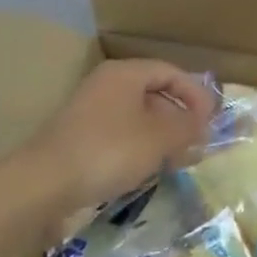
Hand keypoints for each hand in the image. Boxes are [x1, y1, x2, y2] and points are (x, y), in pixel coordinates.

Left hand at [22, 59, 215, 214]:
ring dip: (163, 136)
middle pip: (155, 93)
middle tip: (198, 142)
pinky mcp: (81, 138)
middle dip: (181, 118)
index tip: (211, 121)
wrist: (44, 184)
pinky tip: (150, 169)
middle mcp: (107, 85)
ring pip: (139, 117)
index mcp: (125, 73)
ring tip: (180, 160)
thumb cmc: (109, 150)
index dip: (196, 94)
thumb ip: (188, 127)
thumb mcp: (159, 138)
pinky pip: (122, 135)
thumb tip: (204, 124)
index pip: (171, 72)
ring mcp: (91, 112)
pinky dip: (142, 147)